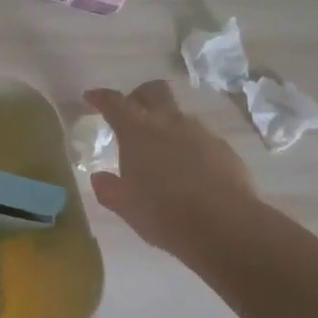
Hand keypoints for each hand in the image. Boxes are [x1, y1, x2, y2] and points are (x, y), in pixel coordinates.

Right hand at [84, 80, 263, 263]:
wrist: (225, 226)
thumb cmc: (164, 213)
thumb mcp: (126, 206)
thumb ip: (109, 189)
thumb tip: (99, 177)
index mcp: (137, 131)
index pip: (114, 102)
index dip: (100, 97)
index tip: (91, 97)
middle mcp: (168, 122)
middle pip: (153, 91)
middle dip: (138, 96)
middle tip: (130, 115)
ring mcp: (200, 132)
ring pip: (178, 115)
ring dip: (166, 125)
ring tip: (161, 152)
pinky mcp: (223, 148)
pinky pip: (200, 138)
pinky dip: (188, 146)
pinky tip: (188, 170)